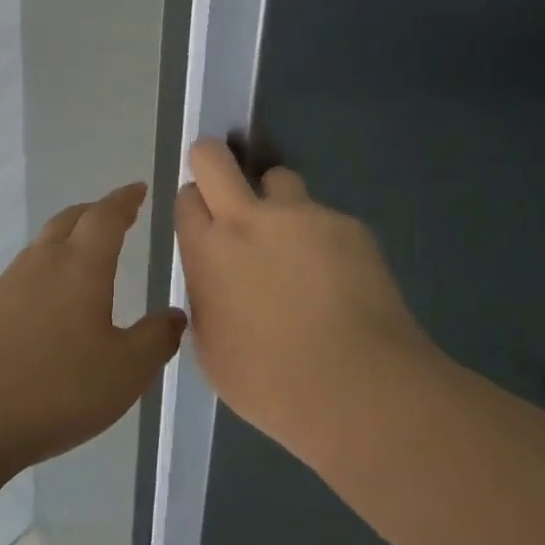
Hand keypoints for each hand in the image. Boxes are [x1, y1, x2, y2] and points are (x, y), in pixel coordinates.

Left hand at [0, 183, 187, 474]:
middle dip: (95, 212)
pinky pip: (24, 274)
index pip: (106, 216)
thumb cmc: (54, 388)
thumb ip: (155, 340)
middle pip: (70, 220)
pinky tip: (50, 301)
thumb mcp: (124, 372)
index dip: (124, 200)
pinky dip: (46, 270)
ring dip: (68, 238)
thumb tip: (175, 314)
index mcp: (80, 265)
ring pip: (44, 245)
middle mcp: (42, 262)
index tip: (137, 189)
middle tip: (115, 214)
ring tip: (85, 254)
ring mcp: (7, 284)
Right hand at [175, 139, 430, 460]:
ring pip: (280, 180)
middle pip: (214, 158)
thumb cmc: (272, 383)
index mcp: (209, 250)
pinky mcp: (347, 225)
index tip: (205, 221)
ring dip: (279, 202)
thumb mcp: (212, 351)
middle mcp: (248, 218)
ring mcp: (302, 215)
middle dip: (212, 159)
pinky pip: (326, 220)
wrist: (357, 386)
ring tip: (297, 245)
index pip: (187, 198)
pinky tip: (341, 282)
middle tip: (225, 183)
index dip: (195, 205)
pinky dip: (326, 240)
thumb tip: (215, 283)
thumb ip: (206, 301)